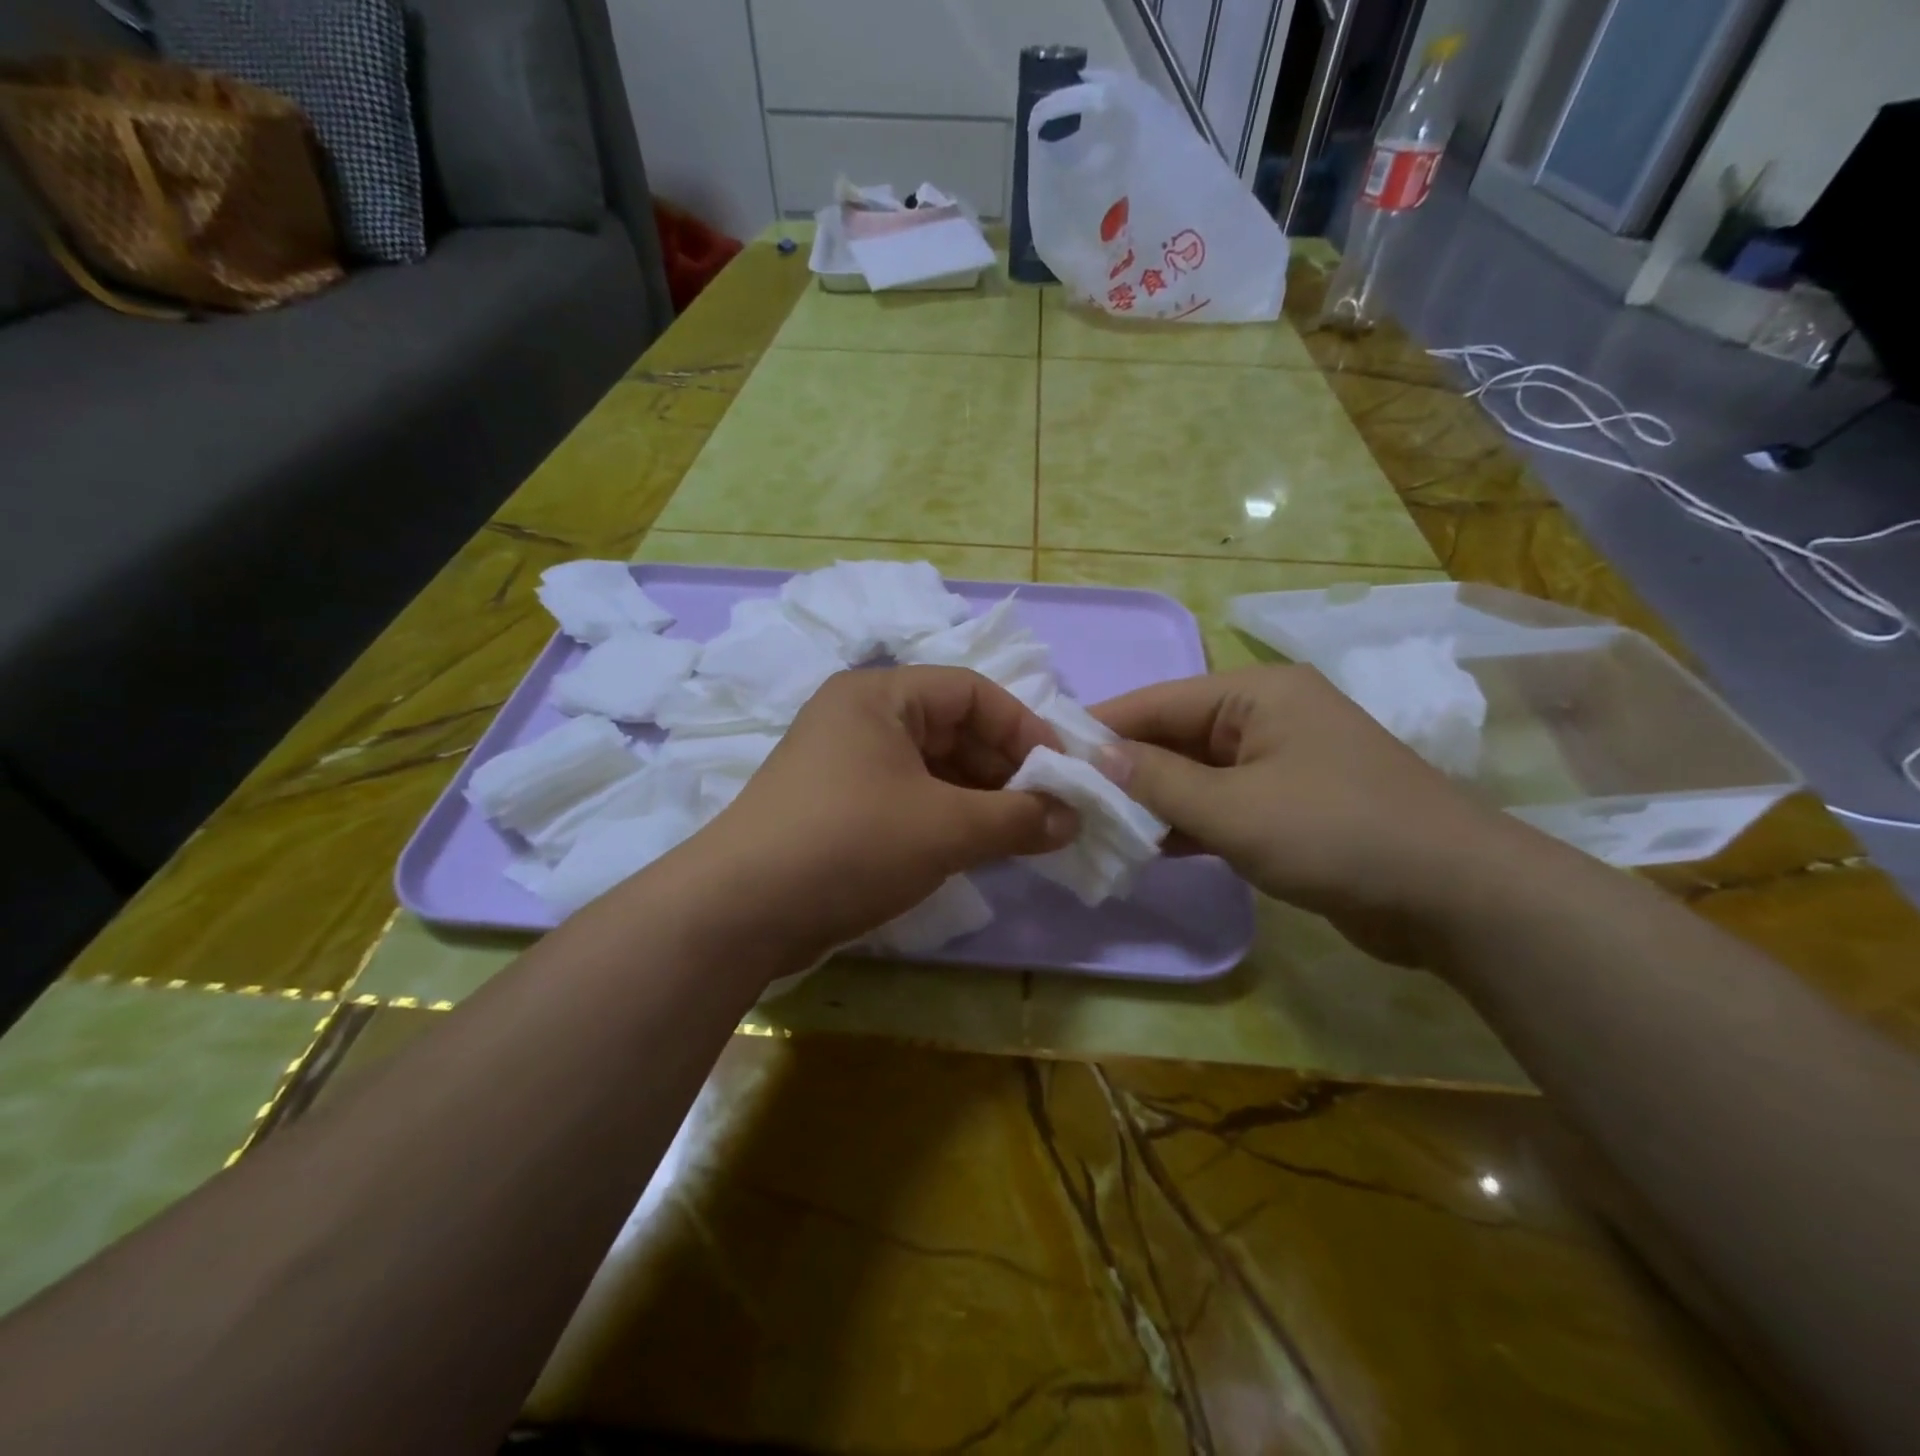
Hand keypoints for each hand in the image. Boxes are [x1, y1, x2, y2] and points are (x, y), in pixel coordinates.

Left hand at [700, 667, 1076, 955]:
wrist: (739, 913)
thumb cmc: (851, 844)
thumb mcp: (946, 827)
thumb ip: (1018, 818)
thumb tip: (1073, 819)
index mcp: (880, 695)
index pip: (971, 692)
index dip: (1024, 728)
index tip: (1063, 774)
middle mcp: (860, 719)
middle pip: (952, 729)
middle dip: (1005, 770)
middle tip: (1048, 812)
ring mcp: (844, 765)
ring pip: (932, 769)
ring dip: (980, 799)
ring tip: (1022, 835)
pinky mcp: (837, 809)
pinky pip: (908, 799)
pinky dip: (947, 819)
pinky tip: (977, 848)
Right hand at [1092, 664, 1530, 966]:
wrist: (1457, 897)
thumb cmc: (1338, 833)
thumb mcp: (1234, 809)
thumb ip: (1158, 782)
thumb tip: (1094, 758)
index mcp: (1255, 694)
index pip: (1157, 702)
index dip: (1101, 728)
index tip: (1046, 754)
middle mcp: (1266, 716)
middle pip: (1174, 736)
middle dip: (1124, 768)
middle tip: (1065, 799)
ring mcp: (1280, 763)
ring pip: (1195, 774)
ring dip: (1151, 800)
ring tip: (1093, 824)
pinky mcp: (1290, 806)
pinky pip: (1221, 804)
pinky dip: (1186, 823)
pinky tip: (1144, 846)